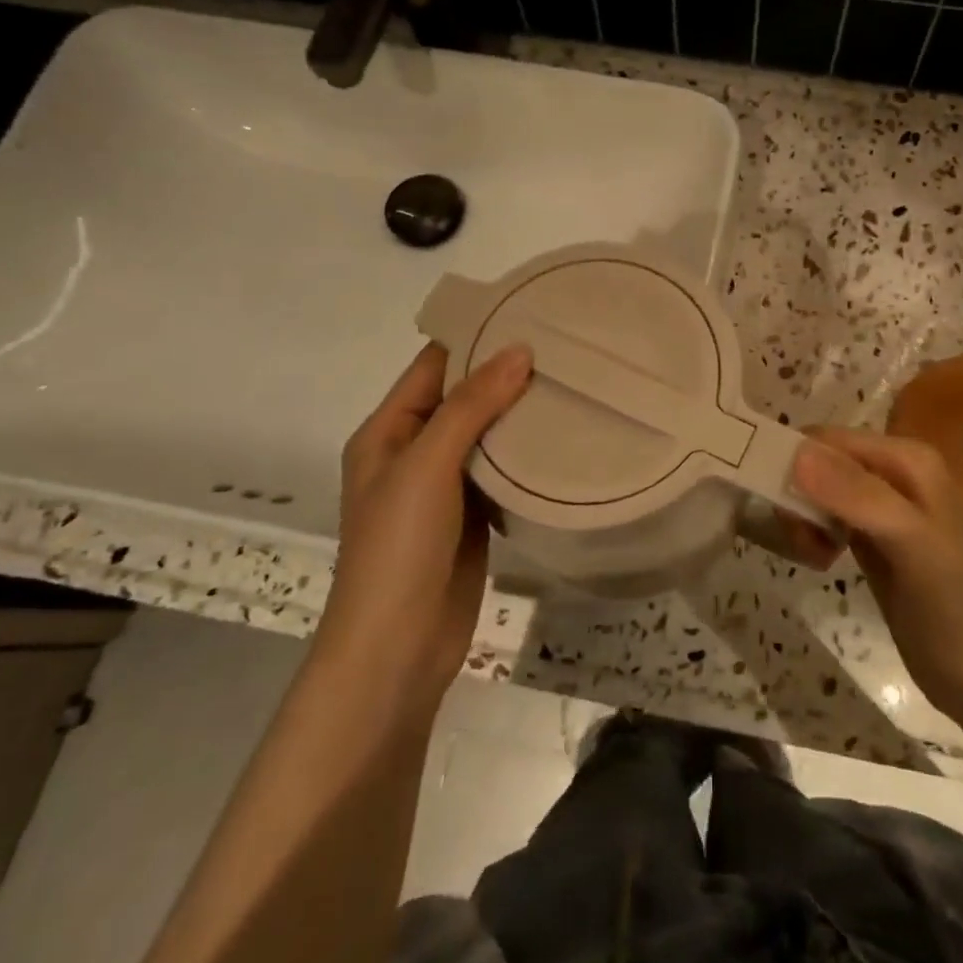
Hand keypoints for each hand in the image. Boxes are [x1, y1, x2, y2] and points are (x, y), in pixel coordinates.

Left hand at [317, 342, 531, 709]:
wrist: (397, 649)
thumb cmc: (397, 549)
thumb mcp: (427, 466)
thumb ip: (471, 406)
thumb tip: (519, 349)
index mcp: (388, 430)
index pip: (434, 366)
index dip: (475, 337)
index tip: (528, 312)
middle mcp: (414, 451)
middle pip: (463, 397)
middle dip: (506, 372)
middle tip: (566, 346)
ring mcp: (445, 486)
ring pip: (487, 434)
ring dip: (520, 412)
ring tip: (574, 380)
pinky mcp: (473, 516)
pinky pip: (501, 471)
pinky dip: (527, 453)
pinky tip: (566, 435)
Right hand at [792, 427, 962, 713]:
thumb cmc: (954, 604)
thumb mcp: (910, 542)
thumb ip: (857, 495)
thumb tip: (796, 454)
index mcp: (907, 457)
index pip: (828, 439)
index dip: (796, 463)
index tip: (782, 508)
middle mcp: (893, 471)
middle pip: (818, 462)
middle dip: (799, 495)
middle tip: (804, 540)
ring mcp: (881, 506)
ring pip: (816, 490)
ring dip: (803, 519)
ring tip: (815, 556)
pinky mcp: (871, 537)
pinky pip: (825, 517)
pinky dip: (813, 534)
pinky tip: (822, 560)